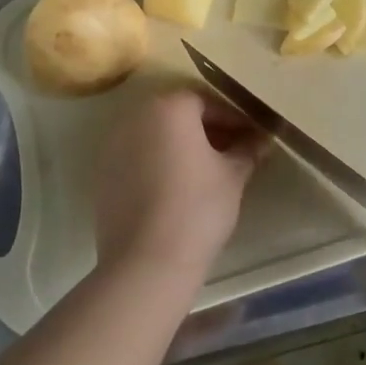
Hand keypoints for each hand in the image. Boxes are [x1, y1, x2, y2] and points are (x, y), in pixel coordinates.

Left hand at [94, 89, 267, 284]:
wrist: (147, 262)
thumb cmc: (197, 207)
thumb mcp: (233, 175)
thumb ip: (247, 150)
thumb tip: (261, 140)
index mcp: (170, 107)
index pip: (207, 102)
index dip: (234, 119)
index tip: (251, 137)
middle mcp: (137, 116)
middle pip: (179, 114)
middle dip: (207, 129)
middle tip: (232, 151)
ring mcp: (115, 144)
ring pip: (157, 134)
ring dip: (181, 144)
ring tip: (206, 170)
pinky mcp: (104, 173)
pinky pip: (139, 156)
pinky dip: (159, 162)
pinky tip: (177, 187)